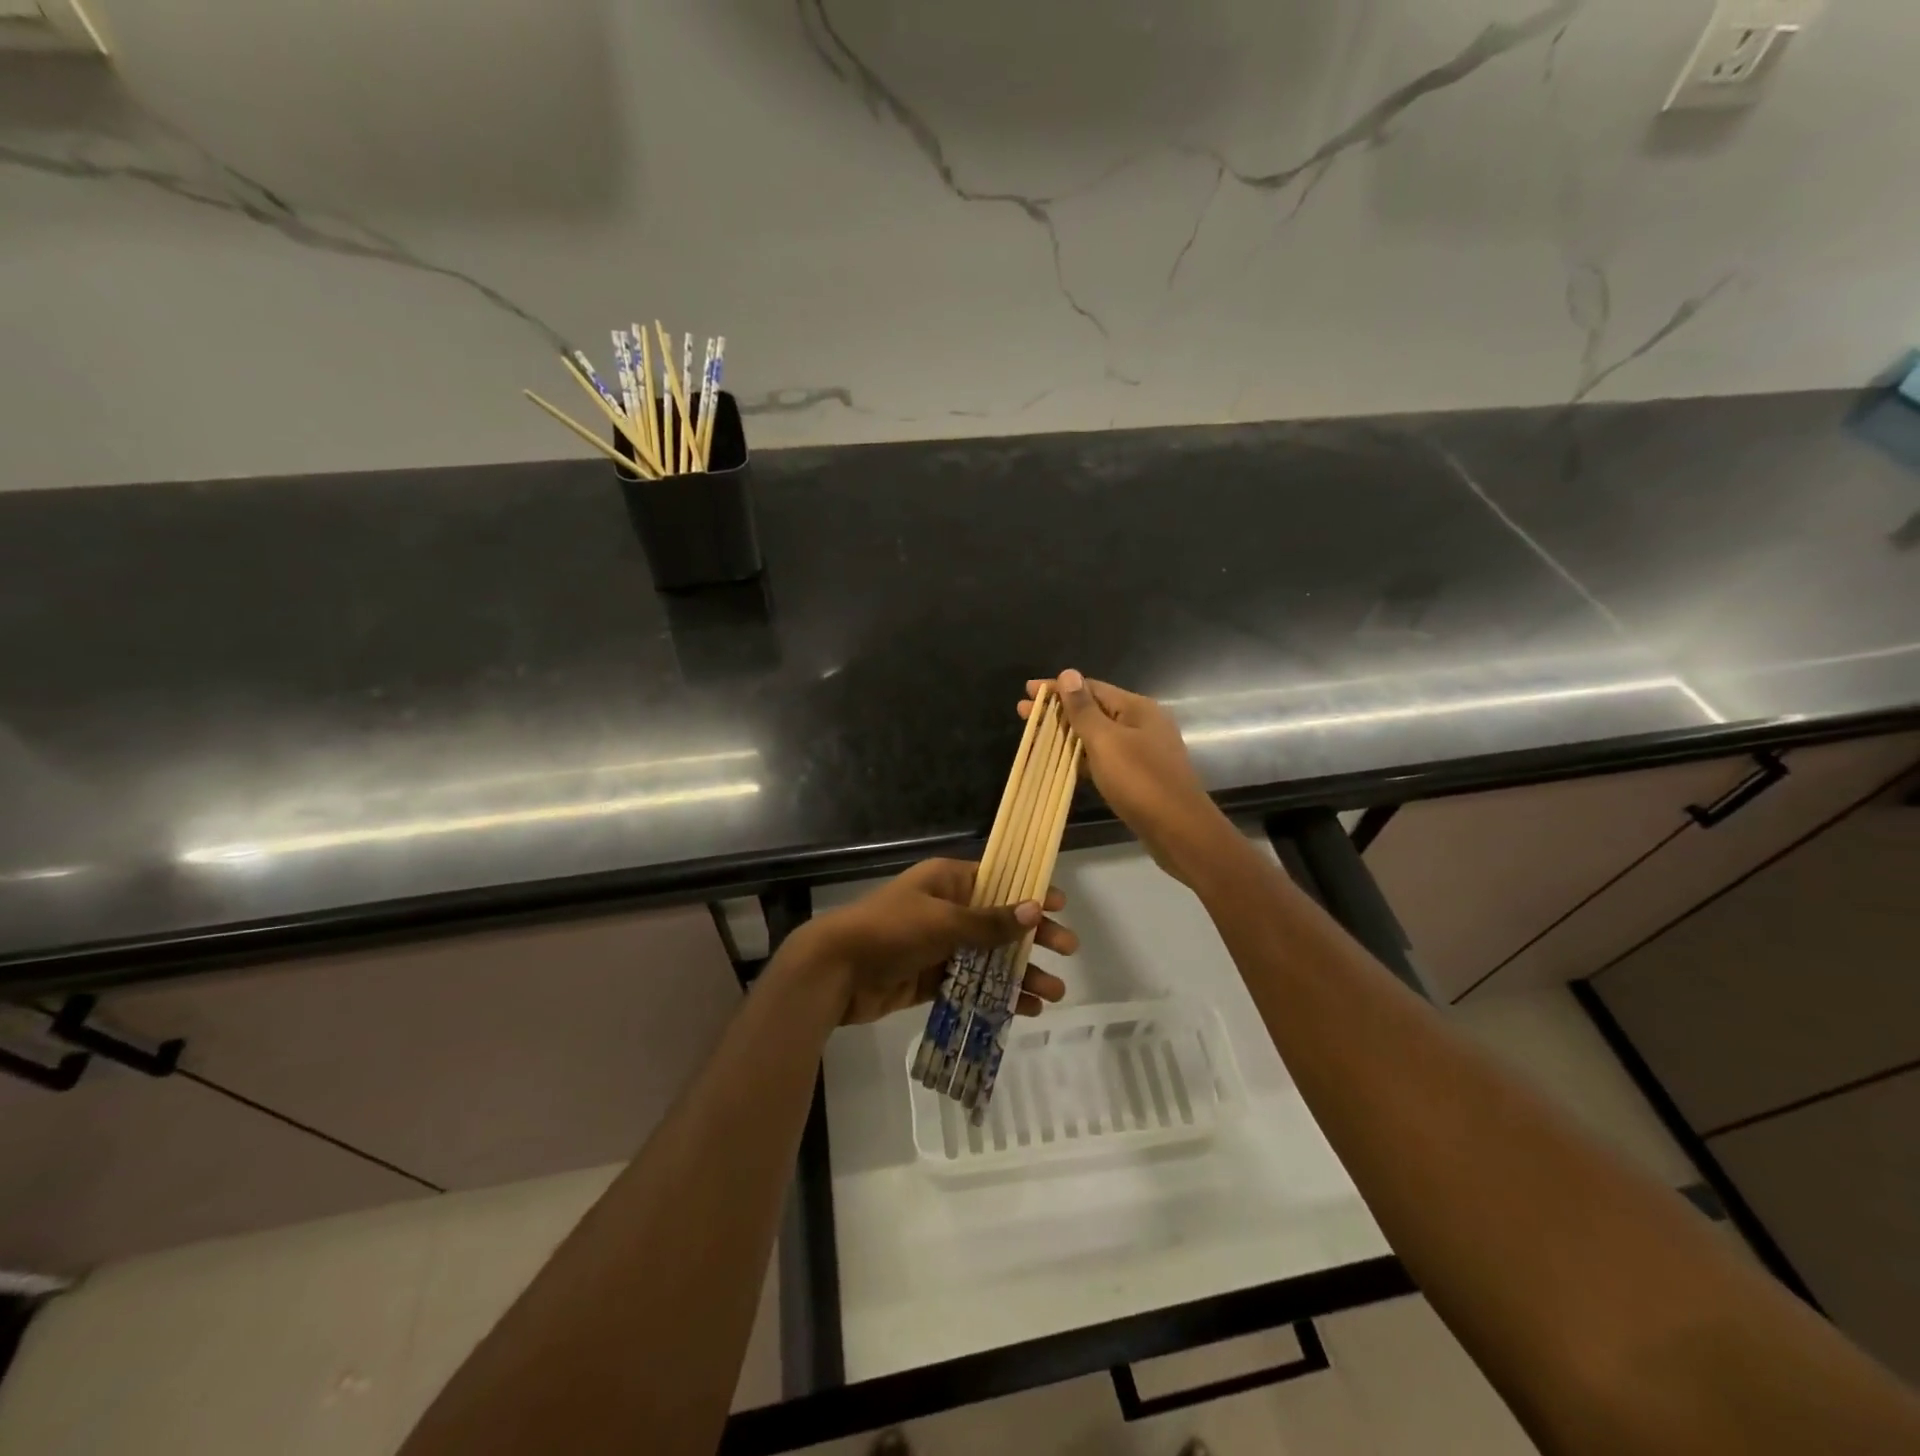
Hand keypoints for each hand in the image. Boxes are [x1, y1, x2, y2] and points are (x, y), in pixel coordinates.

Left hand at [787, 859, 1074, 1025]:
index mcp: (947, 882)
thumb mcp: (943, 921)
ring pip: (988, 958)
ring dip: (1019, 973)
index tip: (1061, 907)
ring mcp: (938, 946)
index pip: (999, 882)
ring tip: (1052, 995)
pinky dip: (995, 995)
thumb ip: (990, 921)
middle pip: (999, 922)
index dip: (1030, 893)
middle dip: (1033, 939)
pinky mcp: (930, 979)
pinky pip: (971, 984)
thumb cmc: (891, 931)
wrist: (835, 971)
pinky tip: (1021, 1010)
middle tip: (1068, 953)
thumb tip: (1035, 907)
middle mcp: (946, 909)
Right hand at [1022, 670, 1229, 883]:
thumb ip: (1084, 709)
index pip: (1090, 688)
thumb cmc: (1141, 781)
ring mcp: (1142, 751)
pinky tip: (1062, 761)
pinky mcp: (1138, 776)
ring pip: (1097, 735)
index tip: (1028, 692)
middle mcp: (1142, 724)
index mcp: (1137, 708)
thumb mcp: (1106, 742)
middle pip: (1094, 710)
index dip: (1058, 689)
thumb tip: (1068, 673)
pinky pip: (1104, 757)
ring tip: (1036, 736)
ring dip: (1067, 733)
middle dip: (1058, 711)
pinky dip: (1081, 756)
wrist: (1180, 831)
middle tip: (1023, 712)